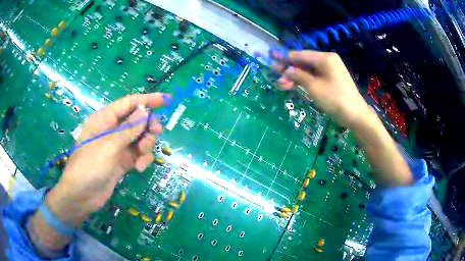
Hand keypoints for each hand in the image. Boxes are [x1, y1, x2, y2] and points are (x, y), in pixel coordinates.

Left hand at [45, 93, 167, 225]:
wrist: (81, 196)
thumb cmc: (89, 166)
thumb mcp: (108, 146)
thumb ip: (128, 129)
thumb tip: (145, 111)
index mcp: (104, 119)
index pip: (128, 103)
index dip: (147, 100)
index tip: (166, 100)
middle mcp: (111, 130)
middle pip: (136, 121)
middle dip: (148, 126)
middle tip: (156, 133)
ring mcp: (117, 147)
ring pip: (139, 138)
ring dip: (146, 145)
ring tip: (142, 156)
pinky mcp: (122, 162)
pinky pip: (137, 154)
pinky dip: (142, 159)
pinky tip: (139, 168)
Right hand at [274, 50, 411, 186]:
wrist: (356, 115)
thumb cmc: (335, 100)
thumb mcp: (314, 88)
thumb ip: (298, 76)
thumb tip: (285, 70)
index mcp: (324, 58)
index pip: (299, 55)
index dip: (284, 59)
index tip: (271, 62)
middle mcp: (328, 60)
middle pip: (304, 62)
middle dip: (289, 70)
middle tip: (276, 79)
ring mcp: (331, 69)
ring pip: (309, 70)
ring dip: (296, 77)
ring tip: (282, 86)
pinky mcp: (332, 78)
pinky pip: (315, 76)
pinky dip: (305, 81)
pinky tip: (295, 85)